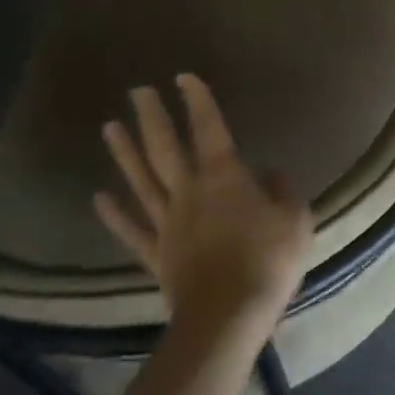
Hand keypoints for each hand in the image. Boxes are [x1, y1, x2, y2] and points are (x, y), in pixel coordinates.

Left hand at [95, 75, 311, 338]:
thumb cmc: (268, 260)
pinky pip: (132, 229)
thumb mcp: (295, 219)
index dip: (198, 101)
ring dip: (125, 152)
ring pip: (141, 180)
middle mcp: (188, 192)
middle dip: (152, 116)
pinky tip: (99, 197)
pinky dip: (114, 213)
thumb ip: (282, 191)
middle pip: (164, 148)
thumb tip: (270, 174)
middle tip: (138, 91)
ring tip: (110, 126)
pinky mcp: (156, 254)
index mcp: (224, 177)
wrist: (228, 316)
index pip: (209, 128)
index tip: (184, 77)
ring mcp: (167, 223)